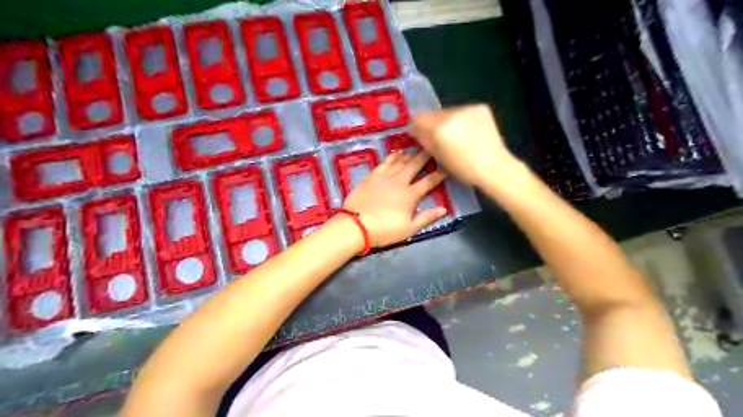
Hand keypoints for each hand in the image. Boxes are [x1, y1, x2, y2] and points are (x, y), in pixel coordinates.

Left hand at [341, 150, 445, 246]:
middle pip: (415, 165)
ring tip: (418, 148)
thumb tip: (444, 209)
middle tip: (433, 148)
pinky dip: (392, 156)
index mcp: (410, 195)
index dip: (439, 174)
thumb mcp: (409, 229)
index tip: (447, 167)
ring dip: (410, 154)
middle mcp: (399, 181)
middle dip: (425, 157)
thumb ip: (426, 217)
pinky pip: (385, 162)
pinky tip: (397, 152)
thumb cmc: (384, 230)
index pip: (429, 181)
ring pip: (400, 161)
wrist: (356, 225)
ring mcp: (384, 177)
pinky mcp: (372, 176)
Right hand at [408, 104, 516, 185]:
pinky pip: (464, 111)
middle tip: (441, 138)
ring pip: (449, 112)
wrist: (494, 167)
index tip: (420, 134)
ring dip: (449, 121)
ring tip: (458, 136)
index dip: (417, 126)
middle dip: (434, 124)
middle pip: (434, 114)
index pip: (418, 118)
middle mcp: (452, 113)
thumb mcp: (438, 157)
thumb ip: (424, 140)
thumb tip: (414, 130)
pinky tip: (470, 132)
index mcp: (439, 127)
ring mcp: (468, 108)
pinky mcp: (481, 107)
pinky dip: (463, 120)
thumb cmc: (464, 168)